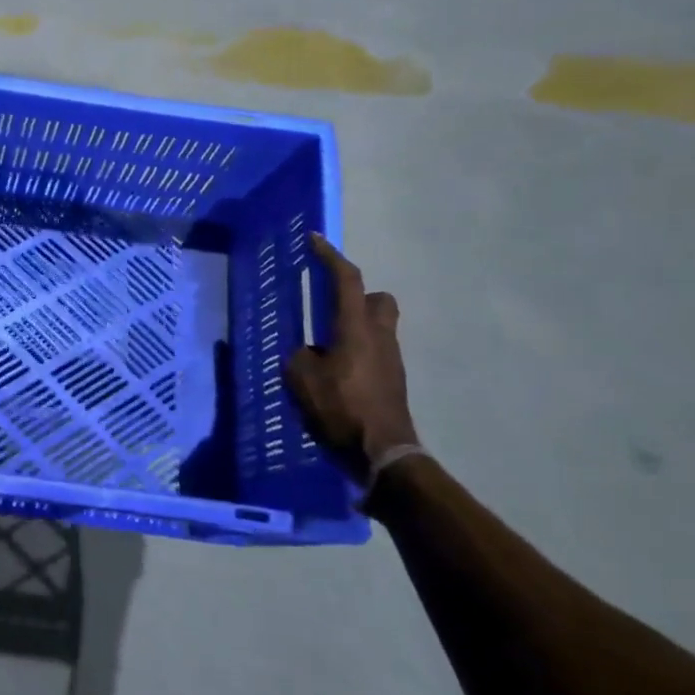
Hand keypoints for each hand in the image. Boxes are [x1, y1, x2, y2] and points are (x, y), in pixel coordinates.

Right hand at [284, 235, 417, 485]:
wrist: (383, 454)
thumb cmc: (340, 410)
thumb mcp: (301, 380)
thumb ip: (300, 357)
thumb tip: (309, 354)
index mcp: (355, 328)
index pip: (346, 280)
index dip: (329, 256)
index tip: (314, 240)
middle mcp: (380, 336)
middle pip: (378, 299)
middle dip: (357, 295)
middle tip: (331, 306)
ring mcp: (391, 359)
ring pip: (379, 326)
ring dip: (356, 326)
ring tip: (326, 347)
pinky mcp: (394, 381)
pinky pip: (375, 352)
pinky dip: (357, 352)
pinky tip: (336, 374)